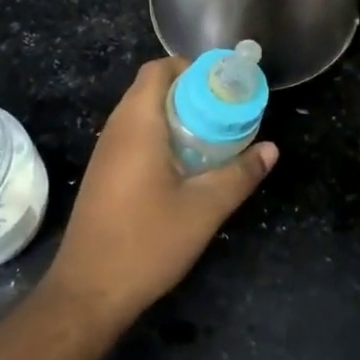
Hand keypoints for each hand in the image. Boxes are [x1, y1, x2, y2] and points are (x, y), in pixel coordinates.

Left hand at [46, 58, 276, 329]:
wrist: (88, 292)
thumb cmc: (147, 242)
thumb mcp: (204, 209)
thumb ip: (240, 175)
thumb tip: (271, 149)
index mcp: (137, 124)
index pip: (158, 69)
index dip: (190, 67)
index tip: (223, 86)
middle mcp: (116, 129)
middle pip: (151, 89)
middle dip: (190, 92)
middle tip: (226, 112)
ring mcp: (106, 153)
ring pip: (142, 114)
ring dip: (176, 116)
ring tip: (213, 136)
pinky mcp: (104, 175)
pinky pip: (134, 137)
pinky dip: (161, 137)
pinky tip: (186, 166)